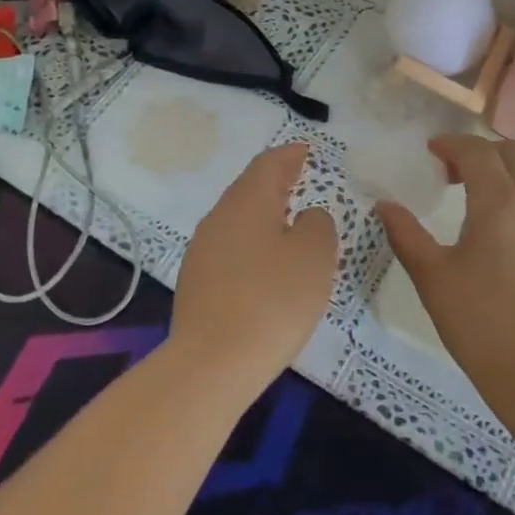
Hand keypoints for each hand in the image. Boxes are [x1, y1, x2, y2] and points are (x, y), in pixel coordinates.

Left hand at [169, 144, 338, 397]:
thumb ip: (318, 225)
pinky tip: (265, 264)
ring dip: (263, 214)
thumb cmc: (272, 300)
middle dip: (276, 182)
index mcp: (248, 199)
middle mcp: (220, 215)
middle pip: (250, 187)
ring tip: (289, 222)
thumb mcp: (314, 256)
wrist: (211, 363)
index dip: (290, 155)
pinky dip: (252, 244)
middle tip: (300, 180)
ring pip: (238, 218)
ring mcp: (203, 249)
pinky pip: (230, 247)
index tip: (307, 151)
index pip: (270, 163)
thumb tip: (306, 216)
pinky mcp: (196, 281)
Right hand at [379, 135, 514, 406]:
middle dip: (482, 154)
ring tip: (497, 196)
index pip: (476, 151)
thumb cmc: (481, 324)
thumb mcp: (432, 278)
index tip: (433, 152)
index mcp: (499, 201)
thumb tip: (385, 205)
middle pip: (513, 154)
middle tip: (458, 176)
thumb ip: (406, 234)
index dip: (452, 144)